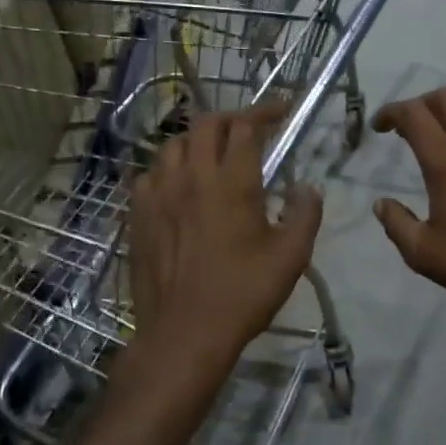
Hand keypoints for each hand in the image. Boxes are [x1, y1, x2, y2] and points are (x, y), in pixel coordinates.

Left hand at [128, 102, 323, 369]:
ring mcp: (158, 195)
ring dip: (197, 140)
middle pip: (205, 125)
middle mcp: (192, 178)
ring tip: (213, 154)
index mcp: (232, 183)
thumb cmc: (243, 293)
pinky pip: (149, 175)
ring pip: (173, 146)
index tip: (282, 111)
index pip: (246, 128)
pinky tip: (178, 186)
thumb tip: (307, 188)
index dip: (266, 112)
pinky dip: (168, 169)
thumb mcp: (291, 256)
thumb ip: (305, 214)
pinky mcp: (138, 216)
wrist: (185, 333)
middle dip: (231, 118)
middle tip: (250, 129)